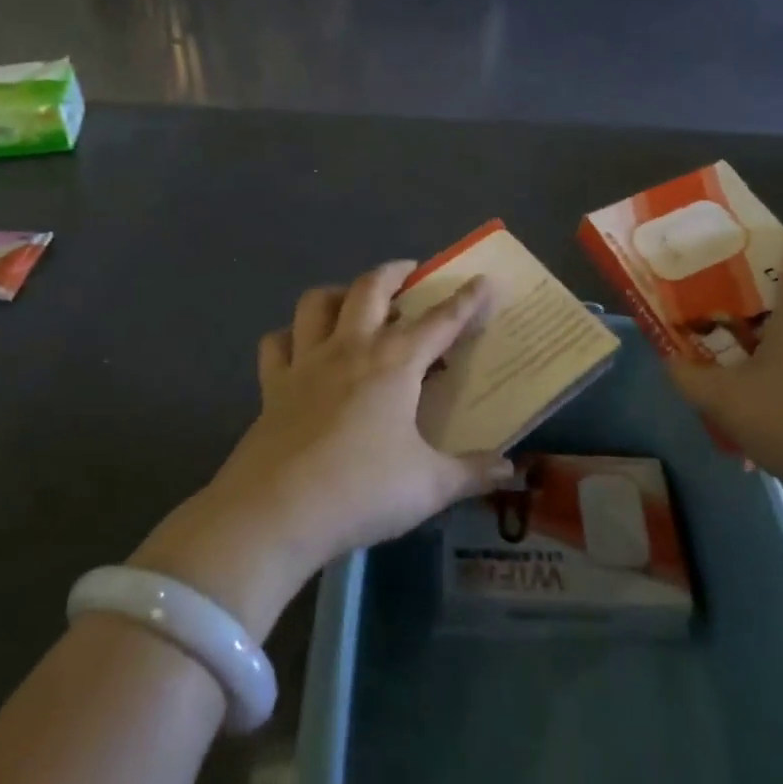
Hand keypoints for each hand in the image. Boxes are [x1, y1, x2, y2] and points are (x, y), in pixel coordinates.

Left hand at [128, 263, 515, 638]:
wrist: (277, 511)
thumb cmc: (362, 491)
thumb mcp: (429, 486)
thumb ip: (472, 473)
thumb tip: (509, 469)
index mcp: (395, 364)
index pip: (440, 321)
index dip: (466, 300)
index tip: (482, 280)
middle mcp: (350, 349)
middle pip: (370, 288)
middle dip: (394, 272)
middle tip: (409, 272)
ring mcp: (306, 362)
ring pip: (316, 303)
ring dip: (337, 293)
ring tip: (352, 302)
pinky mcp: (273, 385)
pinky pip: (277, 343)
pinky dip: (289, 337)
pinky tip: (299, 348)